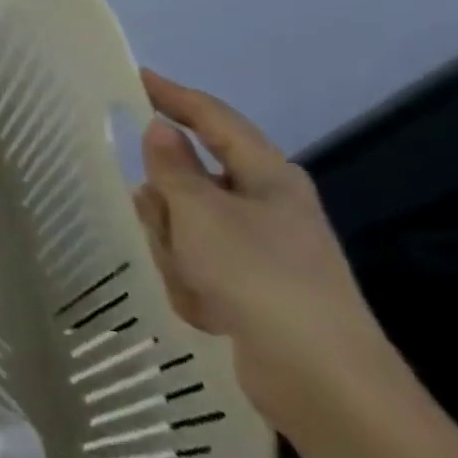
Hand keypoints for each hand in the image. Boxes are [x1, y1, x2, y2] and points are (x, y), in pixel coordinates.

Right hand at [133, 69, 393, 439]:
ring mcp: (260, 249)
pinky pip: (196, 265)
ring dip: (175, 250)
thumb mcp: (200, 213)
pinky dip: (191, 283)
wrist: (321, 380)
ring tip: (192, 281)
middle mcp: (266, 205)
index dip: (174, 96)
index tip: (136, 78)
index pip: (213, 118)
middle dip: (166, 205)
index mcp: (267, 176)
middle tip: (161, 226)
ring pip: (185, 225)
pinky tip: (207, 311)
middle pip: (189, 180)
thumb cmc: (259, 276)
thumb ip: (172, 167)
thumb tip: (161, 128)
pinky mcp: (252, 288)